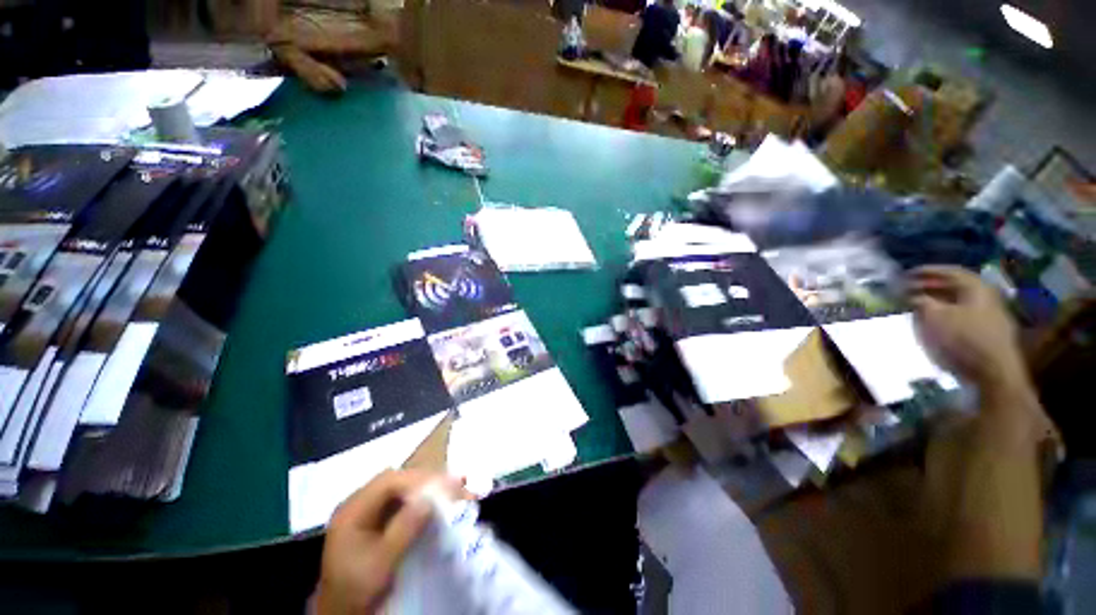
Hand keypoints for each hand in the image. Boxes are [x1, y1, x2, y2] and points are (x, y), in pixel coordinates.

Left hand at [315, 470, 467, 614]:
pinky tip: (439, 503)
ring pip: (402, 490)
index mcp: (353, 510)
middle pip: (398, 481)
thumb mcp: (381, 562)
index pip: (389, 481)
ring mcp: (367, 513)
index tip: (447, 484)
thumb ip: (405, 528)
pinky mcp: (376, 524)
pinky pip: (402, 504)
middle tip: (457, 483)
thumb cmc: (357, 589)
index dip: (419, 479)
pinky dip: (422, 501)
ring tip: (455, 489)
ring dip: (428, 489)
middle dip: (428, 481)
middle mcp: (359, 504)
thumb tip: (431, 498)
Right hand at [907, 266, 1025, 391]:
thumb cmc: (963, 338)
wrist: (993, 371)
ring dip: (938, 300)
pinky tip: (935, 320)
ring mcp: (991, 314)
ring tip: (918, 305)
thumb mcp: (935, 317)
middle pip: (956, 285)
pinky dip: (947, 312)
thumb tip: (911, 295)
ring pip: (960, 300)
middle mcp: (986, 295)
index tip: (906, 274)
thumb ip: (921, 302)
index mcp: (976, 287)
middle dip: (931, 286)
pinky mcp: (989, 330)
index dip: (927, 271)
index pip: (950, 271)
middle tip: (909, 289)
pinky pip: (964, 313)